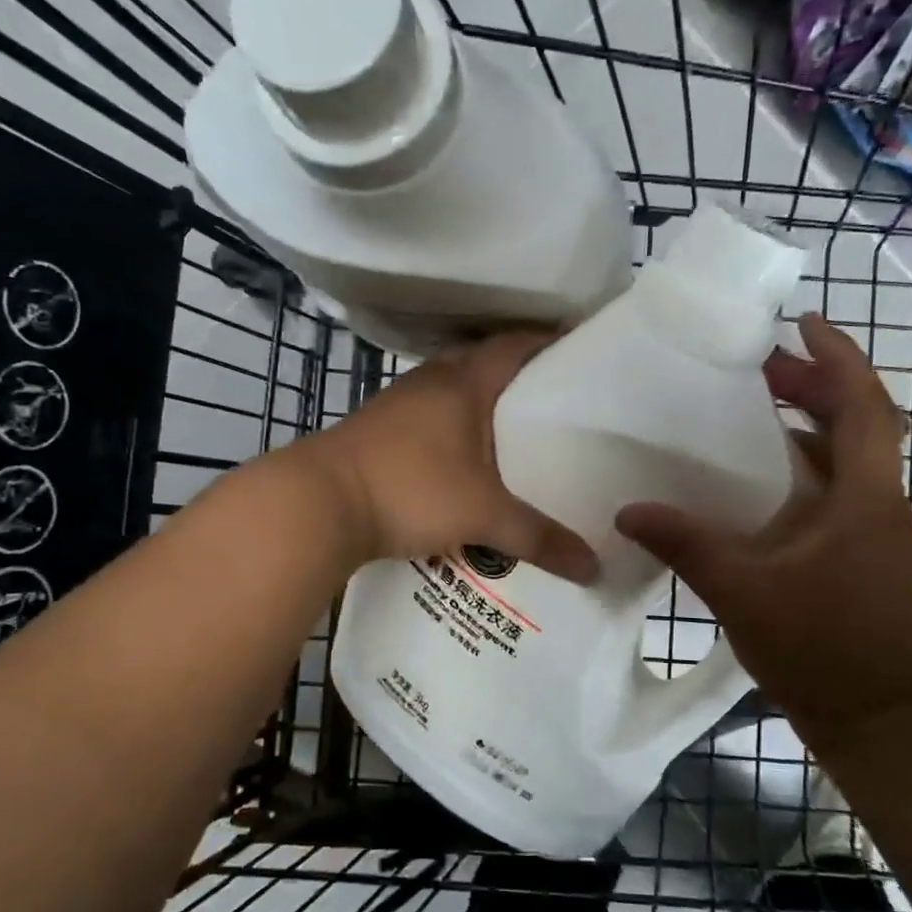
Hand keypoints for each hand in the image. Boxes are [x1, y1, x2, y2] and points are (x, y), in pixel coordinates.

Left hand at [307, 330, 599, 582]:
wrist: (316, 504)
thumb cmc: (409, 490)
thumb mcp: (482, 516)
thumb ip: (539, 539)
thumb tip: (595, 568)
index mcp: (463, 382)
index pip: (516, 345)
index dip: (549, 343)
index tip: (581, 353)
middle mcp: (431, 381)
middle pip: (484, 364)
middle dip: (520, 378)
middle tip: (557, 403)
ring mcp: (399, 403)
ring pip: (453, 391)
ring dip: (482, 405)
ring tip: (517, 433)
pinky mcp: (378, 430)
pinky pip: (430, 417)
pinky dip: (454, 429)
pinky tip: (465, 461)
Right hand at [615, 313, 911, 738]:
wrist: (877, 720)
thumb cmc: (820, 649)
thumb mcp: (742, 591)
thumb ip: (686, 544)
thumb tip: (628, 511)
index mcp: (864, 498)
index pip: (866, 406)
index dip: (838, 357)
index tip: (802, 322)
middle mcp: (878, 503)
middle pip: (857, 422)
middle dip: (814, 384)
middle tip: (757, 366)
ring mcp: (873, 530)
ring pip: (846, 455)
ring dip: (807, 423)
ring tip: (753, 407)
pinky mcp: (860, 553)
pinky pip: (833, 488)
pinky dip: (800, 464)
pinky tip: (755, 478)